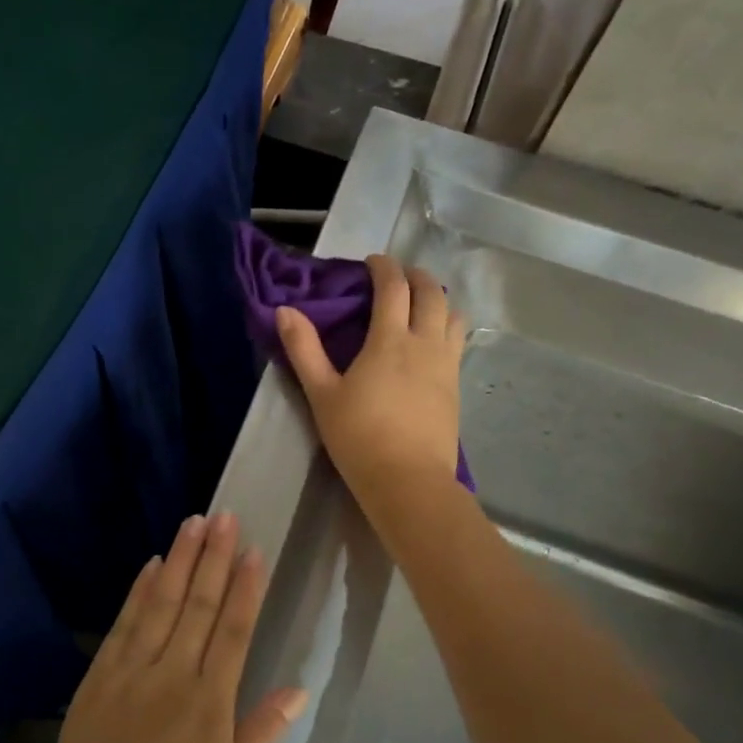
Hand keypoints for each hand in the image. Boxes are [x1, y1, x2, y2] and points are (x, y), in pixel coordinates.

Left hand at [31, 514, 306, 742]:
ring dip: (179, 561)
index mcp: (209, 704)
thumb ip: (261, 735)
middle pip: (199, 606)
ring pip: (162, 604)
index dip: (245, 588)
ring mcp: (132, 672)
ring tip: (194, 523)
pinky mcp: (99, 677)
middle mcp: (173, 676)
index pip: (233, 631)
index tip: (254, 551)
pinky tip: (152, 566)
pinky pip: (124, 625)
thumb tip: (298, 688)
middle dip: (214, 558)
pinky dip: (139, 592)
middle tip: (225, 516)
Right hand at [276, 254, 465, 506]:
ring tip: (420, 305)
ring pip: (453, 316)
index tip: (372, 262)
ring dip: (438, 300)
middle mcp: (425, 343)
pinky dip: (446, 327)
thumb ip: (303, 349)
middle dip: (416, 276)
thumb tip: (285, 310)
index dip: (384, 267)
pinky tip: (431, 343)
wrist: (408, 481)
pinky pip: (457, 343)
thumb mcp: (321, 394)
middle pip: (432, 293)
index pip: (394, 287)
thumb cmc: (359, 436)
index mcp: (390, 340)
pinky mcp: (456, 387)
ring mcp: (446, 365)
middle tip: (398, 276)